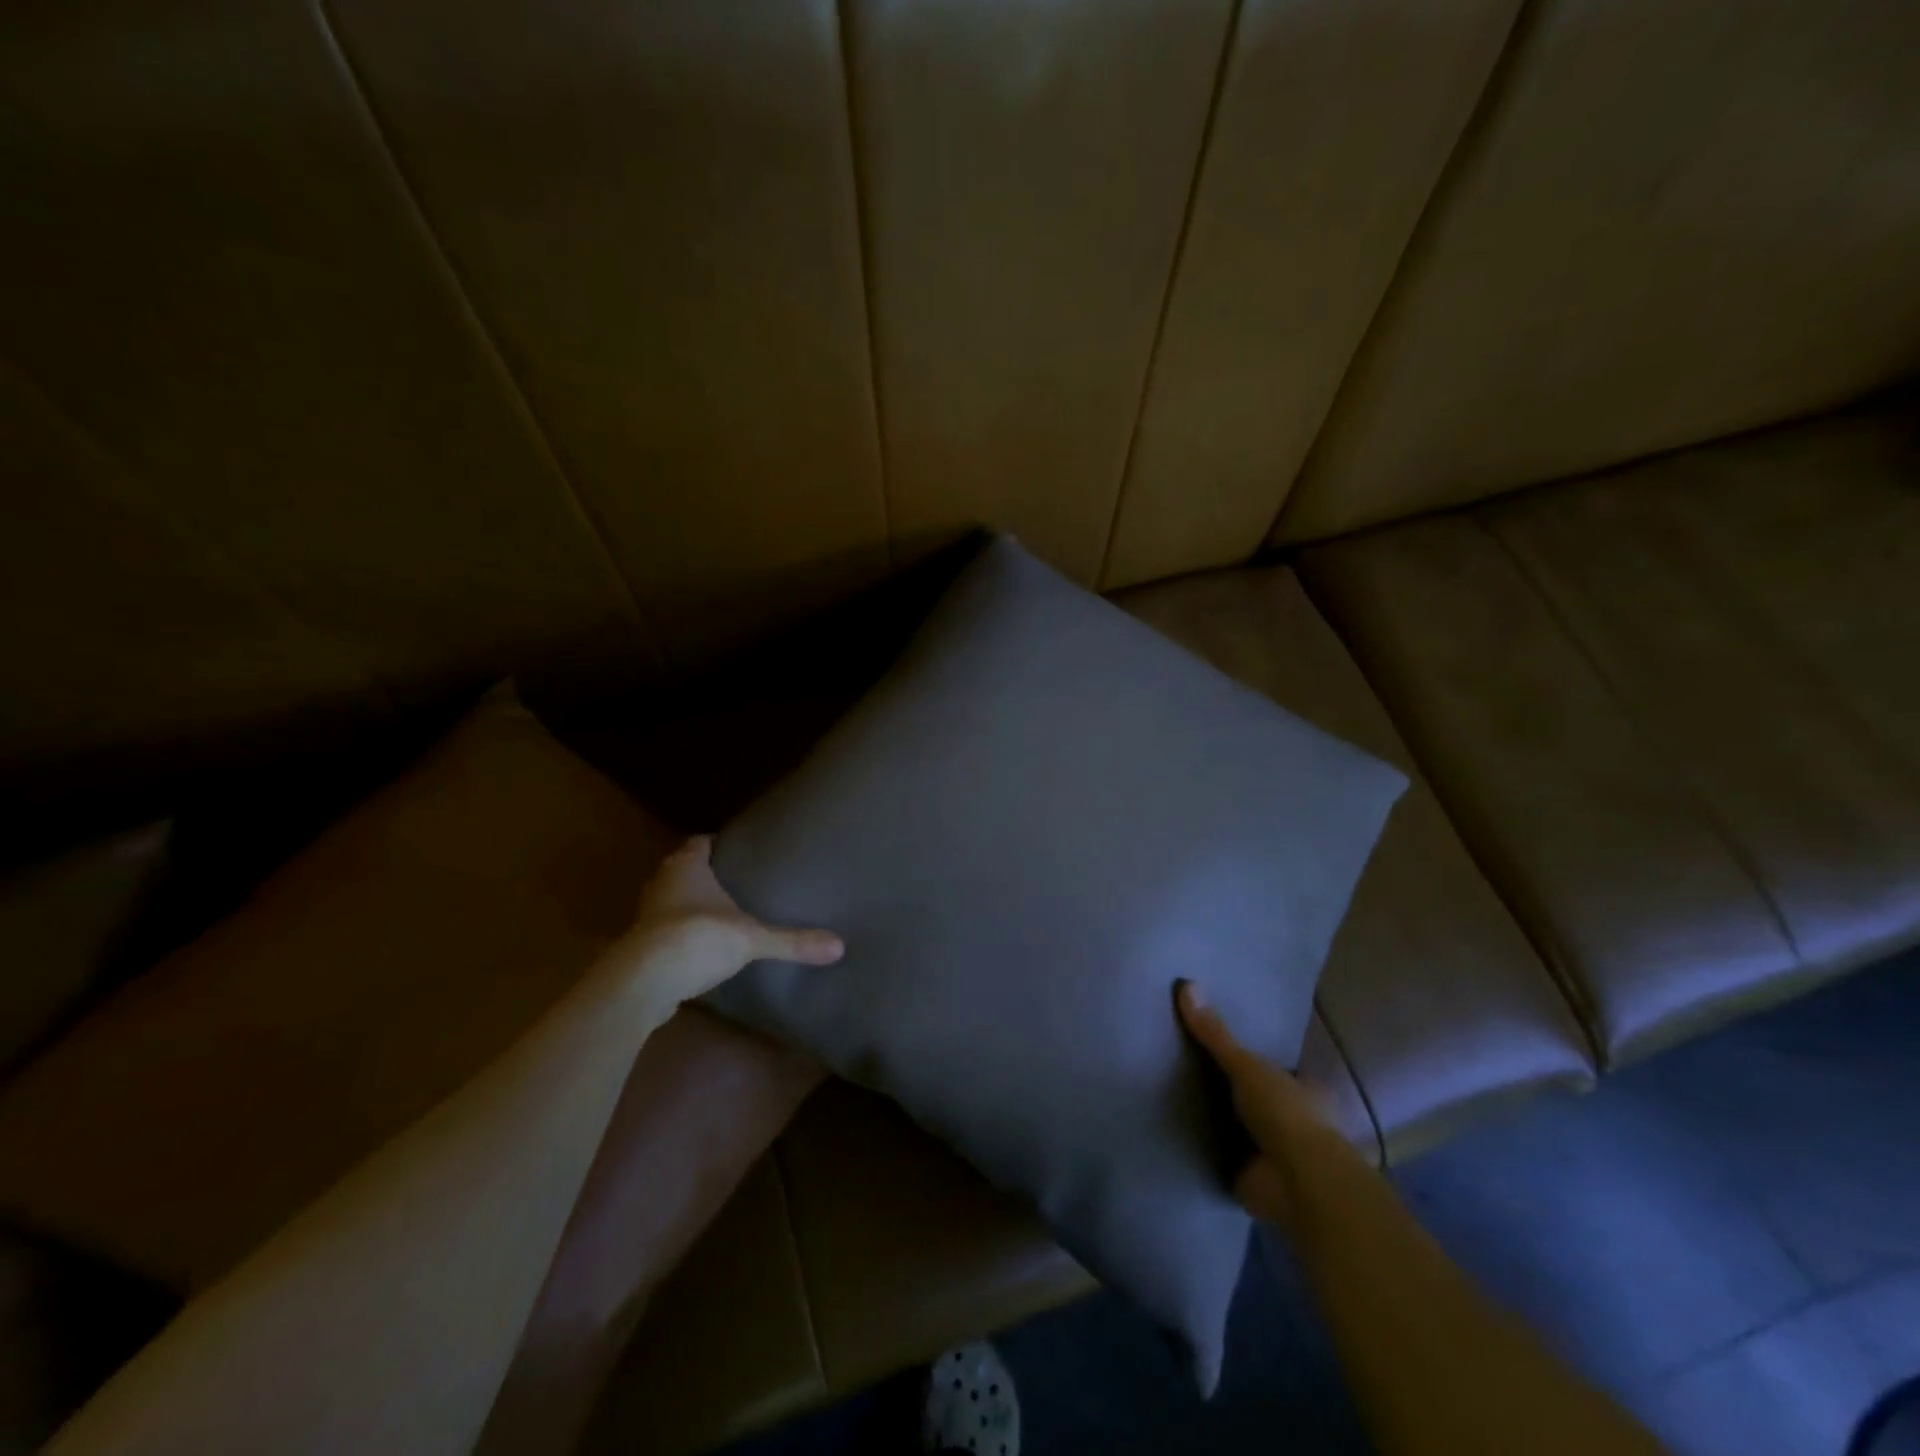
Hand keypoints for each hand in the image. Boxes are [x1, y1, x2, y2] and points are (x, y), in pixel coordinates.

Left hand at [614, 836, 842, 1004]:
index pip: (700, 842)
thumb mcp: (753, 938)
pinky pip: (662, 932)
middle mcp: (662, 882)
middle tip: (734, 882)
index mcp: (687, 866)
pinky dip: (677, 935)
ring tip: (718, 914)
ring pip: (669, 900)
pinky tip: (698, 948)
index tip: (737, 850)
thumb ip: (792, 941)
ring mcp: (645, 915)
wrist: (645, 981)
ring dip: (687, 906)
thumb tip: (839, 947)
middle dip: (703, 875)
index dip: (717, 844)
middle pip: (681, 869)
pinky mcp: (639, 946)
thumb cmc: (699, 937)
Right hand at [1176, 981, 1332, 1227]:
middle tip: (1184, 1061)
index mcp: (1303, 1089)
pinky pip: (1220, 1154)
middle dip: (1228, 1086)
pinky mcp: (1251, 1176)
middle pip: (1253, 1095)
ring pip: (1238, 1125)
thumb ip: (1215, 1034)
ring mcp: (1272, 1151)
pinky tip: (1176, 1130)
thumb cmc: (1285, 1115)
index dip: (1250, 1054)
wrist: (1296, 1185)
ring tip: (1172, 1092)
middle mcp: (1292, 1119)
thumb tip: (1186, 983)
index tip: (1218, 1041)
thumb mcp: (1246, 1065)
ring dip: (1215, 1118)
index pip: (1275, 1065)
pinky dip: (1204, 1146)